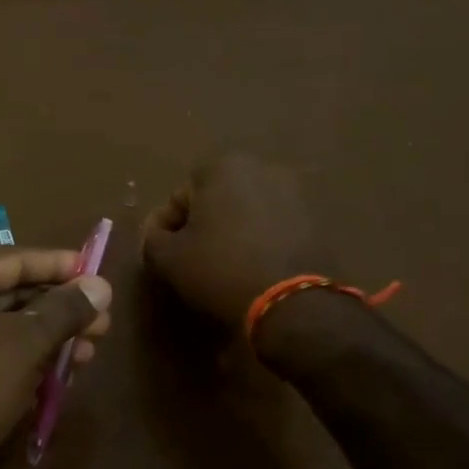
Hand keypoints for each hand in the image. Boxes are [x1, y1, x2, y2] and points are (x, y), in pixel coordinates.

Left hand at [0, 248, 111, 468]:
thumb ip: (64, 310)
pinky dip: (25, 363)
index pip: (12, 259)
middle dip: (58, 309)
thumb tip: (101, 285)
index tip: (98, 272)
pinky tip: (60, 377)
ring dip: (48, 340)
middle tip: (103, 322)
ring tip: (90, 352)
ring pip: (4, 331)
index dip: (59, 265)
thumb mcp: (23, 344)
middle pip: (9, 294)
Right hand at [142, 154, 332, 329]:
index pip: (178, 198)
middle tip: (192, 260)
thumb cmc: (220, 269)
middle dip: (201, 226)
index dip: (165, 229)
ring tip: (223, 267)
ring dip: (231, 232)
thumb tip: (157, 234)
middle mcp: (261, 168)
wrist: (292, 301)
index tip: (164, 257)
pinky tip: (252, 269)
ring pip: (245, 212)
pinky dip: (259, 241)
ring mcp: (294, 191)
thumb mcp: (169, 258)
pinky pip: (273, 227)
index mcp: (222, 167)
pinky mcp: (315, 218)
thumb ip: (153, 239)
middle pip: (214, 200)